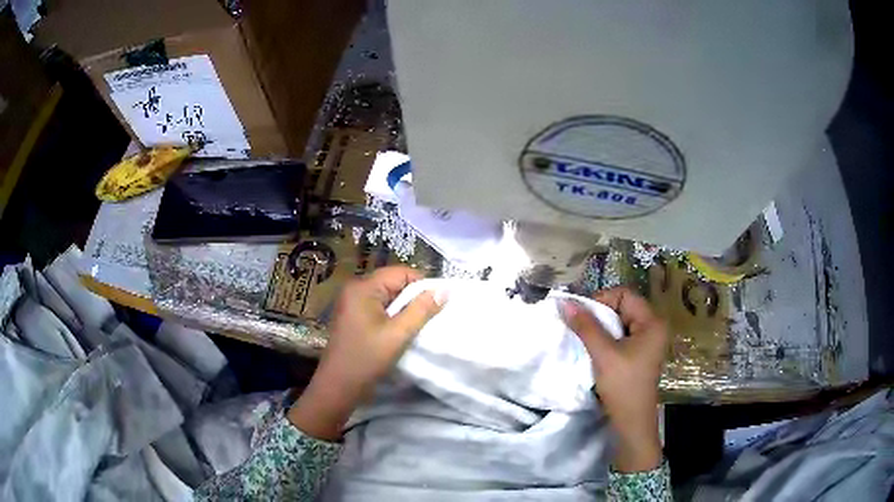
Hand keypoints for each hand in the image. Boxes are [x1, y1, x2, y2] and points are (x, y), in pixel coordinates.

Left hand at [288, 266, 444, 440]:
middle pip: (393, 283)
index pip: (400, 272)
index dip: (422, 285)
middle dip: (413, 298)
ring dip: (404, 309)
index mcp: (363, 287)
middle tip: (429, 317)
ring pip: (387, 297)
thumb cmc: (367, 359)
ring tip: (416, 326)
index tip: (438, 304)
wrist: (338, 387)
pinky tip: (400, 332)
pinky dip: (392, 316)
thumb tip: (445, 290)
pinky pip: (378, 308)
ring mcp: (351, 303)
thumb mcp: (398, 334)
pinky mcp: (352, 317)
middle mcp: (355, 289)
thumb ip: (422, 310)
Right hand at [561, 287, 668, 472]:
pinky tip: (595, 349)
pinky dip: (606, 337)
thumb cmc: (623, 386)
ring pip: (620, 321)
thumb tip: (565, 302)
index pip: (624, 294)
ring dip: (601, 327)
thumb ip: (585, 326)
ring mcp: (648, 340)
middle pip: (623, 306)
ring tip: (587, 339)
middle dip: (600, 314)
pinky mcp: (640, 352)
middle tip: (582, 328)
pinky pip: (621, 334)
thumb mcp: (603, 354)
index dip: (602, 300)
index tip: (582, 317)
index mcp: (652, 321)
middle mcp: (654, 326)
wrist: (632, 421)